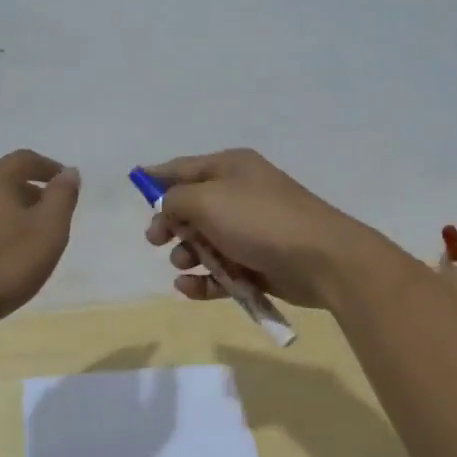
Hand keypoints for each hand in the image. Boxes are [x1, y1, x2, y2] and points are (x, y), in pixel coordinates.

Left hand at [0, 150, 80, 332]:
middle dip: (27, 191)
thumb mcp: (48, 231)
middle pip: (1, 179)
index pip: (25, 159)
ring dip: (5, 212)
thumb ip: (62, 197)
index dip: (48, 167)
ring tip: (23, 237)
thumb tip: (69, 172)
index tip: (65, 181)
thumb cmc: (4, 266)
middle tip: (48, 212)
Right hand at [142, 149, 379, 308]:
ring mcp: (251, 230)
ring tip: (184, 265)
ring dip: (187, 255)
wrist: (323, 260)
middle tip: (156, 240)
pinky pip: (222, 270)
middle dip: (170, 224)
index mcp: (231, 167)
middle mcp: (240, 193)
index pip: (183, 167)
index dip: (157, 176)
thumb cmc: (261, 221)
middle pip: (192, 207)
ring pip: (205, 242)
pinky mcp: (259, 263)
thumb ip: (176, 200)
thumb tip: (168, 206)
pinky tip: (189, 289)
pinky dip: (204, 280)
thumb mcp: (208, 200)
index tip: (134, 184)